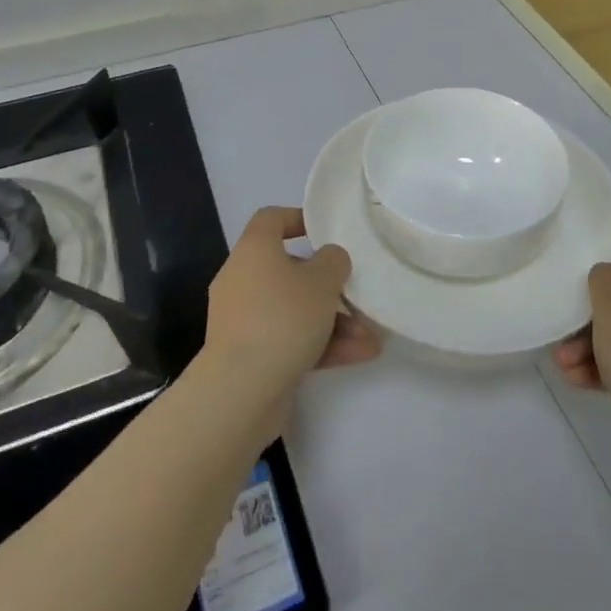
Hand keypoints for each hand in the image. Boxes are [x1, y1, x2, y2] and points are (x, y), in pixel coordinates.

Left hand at [204, 208, 380, 405]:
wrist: (240, 392)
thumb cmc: (283, 318)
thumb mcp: (323, 280)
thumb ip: (334, 261)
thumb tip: (329, 259)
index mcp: (254, 250)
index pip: (271, 219)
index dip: (298, 219)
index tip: (326, 232)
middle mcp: (242, 280)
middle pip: (289, 270)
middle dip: (328, 285)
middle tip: (356, 294)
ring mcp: (243, 320)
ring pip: (294, 310)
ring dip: (332, 321)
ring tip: (370, 337)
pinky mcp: (249, 356)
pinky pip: (289, 339)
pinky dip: (320, 345)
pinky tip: (359, 355)